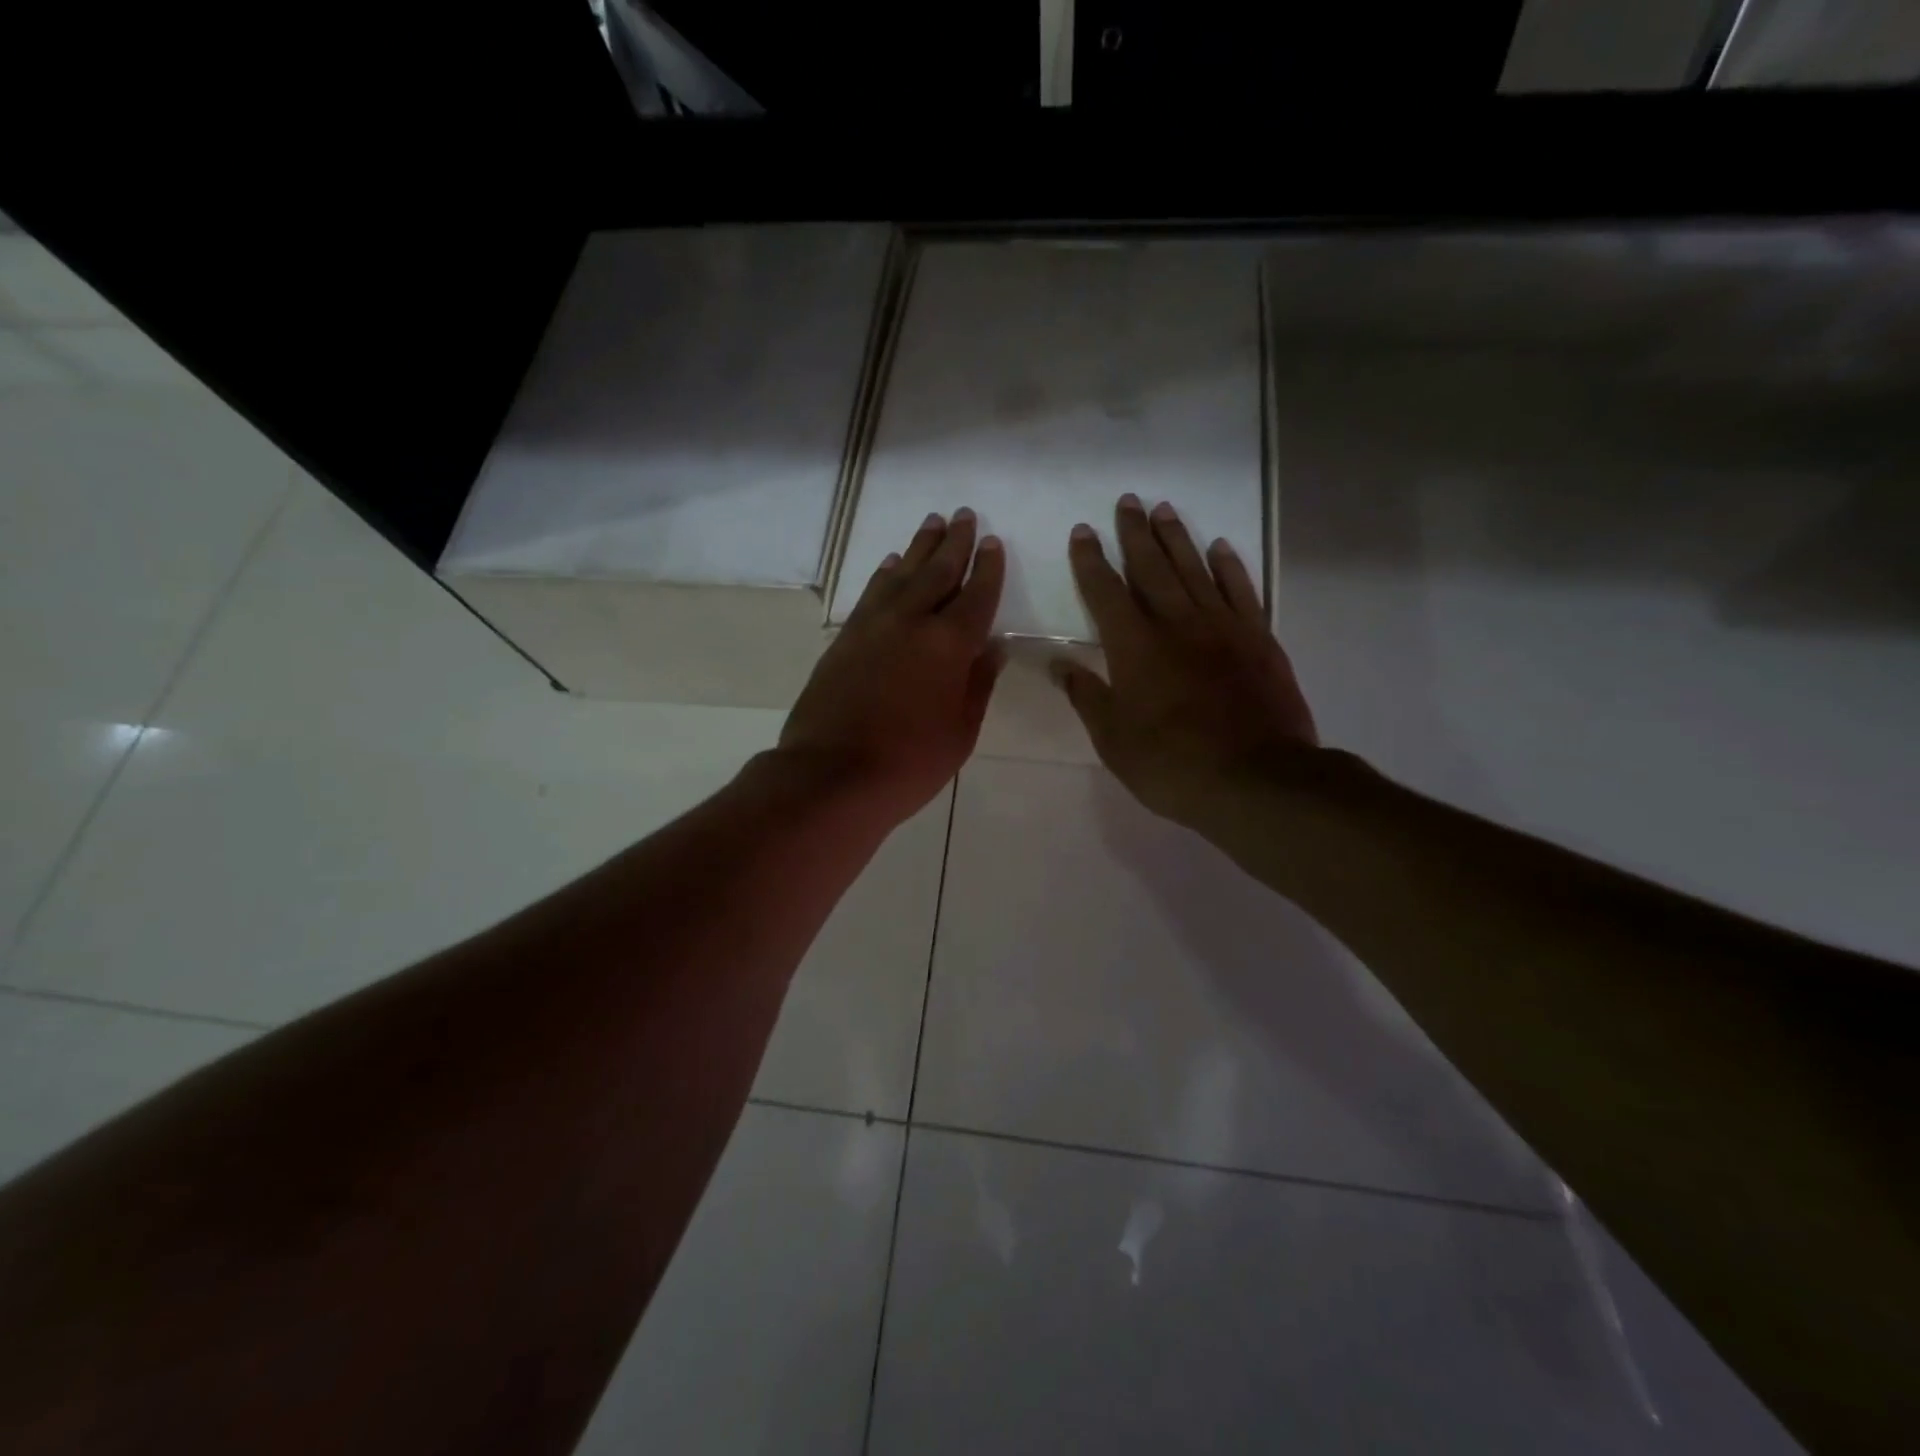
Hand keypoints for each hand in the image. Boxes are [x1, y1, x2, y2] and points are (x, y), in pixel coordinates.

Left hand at [779, 508, 1004, 823]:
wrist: (831, 776)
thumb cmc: (909, 764)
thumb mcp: (960, 733)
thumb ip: (978, 685)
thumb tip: (993, 648)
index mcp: (950, 645)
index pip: (976, 595)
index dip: (987, 568)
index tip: (992, 543)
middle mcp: (912, 621)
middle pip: (938, 571)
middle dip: (955, 542)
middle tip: (965, 514)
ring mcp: (874, 625)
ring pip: (902, 573)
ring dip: (920, 546)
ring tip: (932, 522)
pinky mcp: (845, 637)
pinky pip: (872, 593)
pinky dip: (885, 573)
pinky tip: (891, 564)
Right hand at [1053, 493, 1318, 828]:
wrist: (1256, 780)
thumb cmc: (1172, 765)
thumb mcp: (1113, 740)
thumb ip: (1087, 697)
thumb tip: (1058, 664)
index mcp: (1135, 647)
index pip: (1106, 592)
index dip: (1092, 561)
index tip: (1083, 532)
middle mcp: (1177, 624)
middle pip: (1152, 567)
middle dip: (1135, 534)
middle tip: (1127, 502)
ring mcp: (1222, 627)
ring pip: (1195, 569)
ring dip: (1177, 538)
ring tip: (1164, 509)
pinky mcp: (1258, 639)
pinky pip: (1241, 590)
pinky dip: (1229, 565)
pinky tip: (1219, 547)